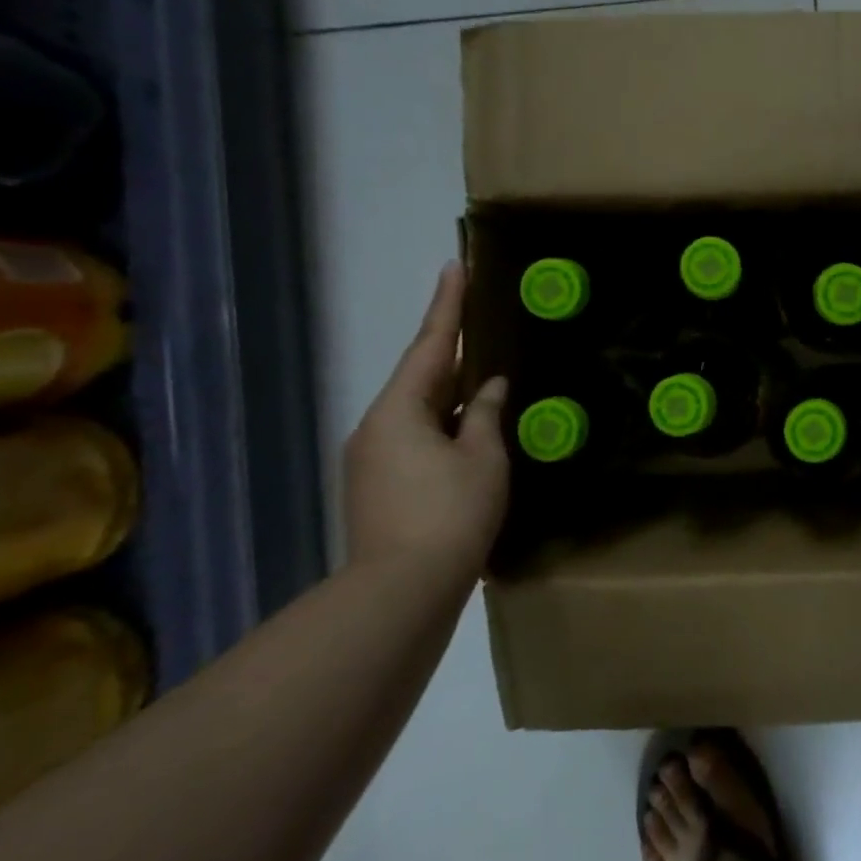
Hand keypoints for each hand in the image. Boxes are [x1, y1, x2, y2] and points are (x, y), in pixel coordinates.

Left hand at [343, 262, 509, 586]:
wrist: (400, 594)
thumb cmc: (450, 514)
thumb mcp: (483, 458)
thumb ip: (486, 415)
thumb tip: (488, 388)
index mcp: (399, 410)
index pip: (430, 344)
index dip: (447, 304)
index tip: (454, 266)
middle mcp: (376, 427)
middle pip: (420, 377)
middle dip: (452, 352)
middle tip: (482, 325)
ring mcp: (372, 459)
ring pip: (420, 411)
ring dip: (452, 395)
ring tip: (486, 382)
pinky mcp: (379, 487)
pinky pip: (416, 438)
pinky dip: (445, 426)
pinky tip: (471, 433)